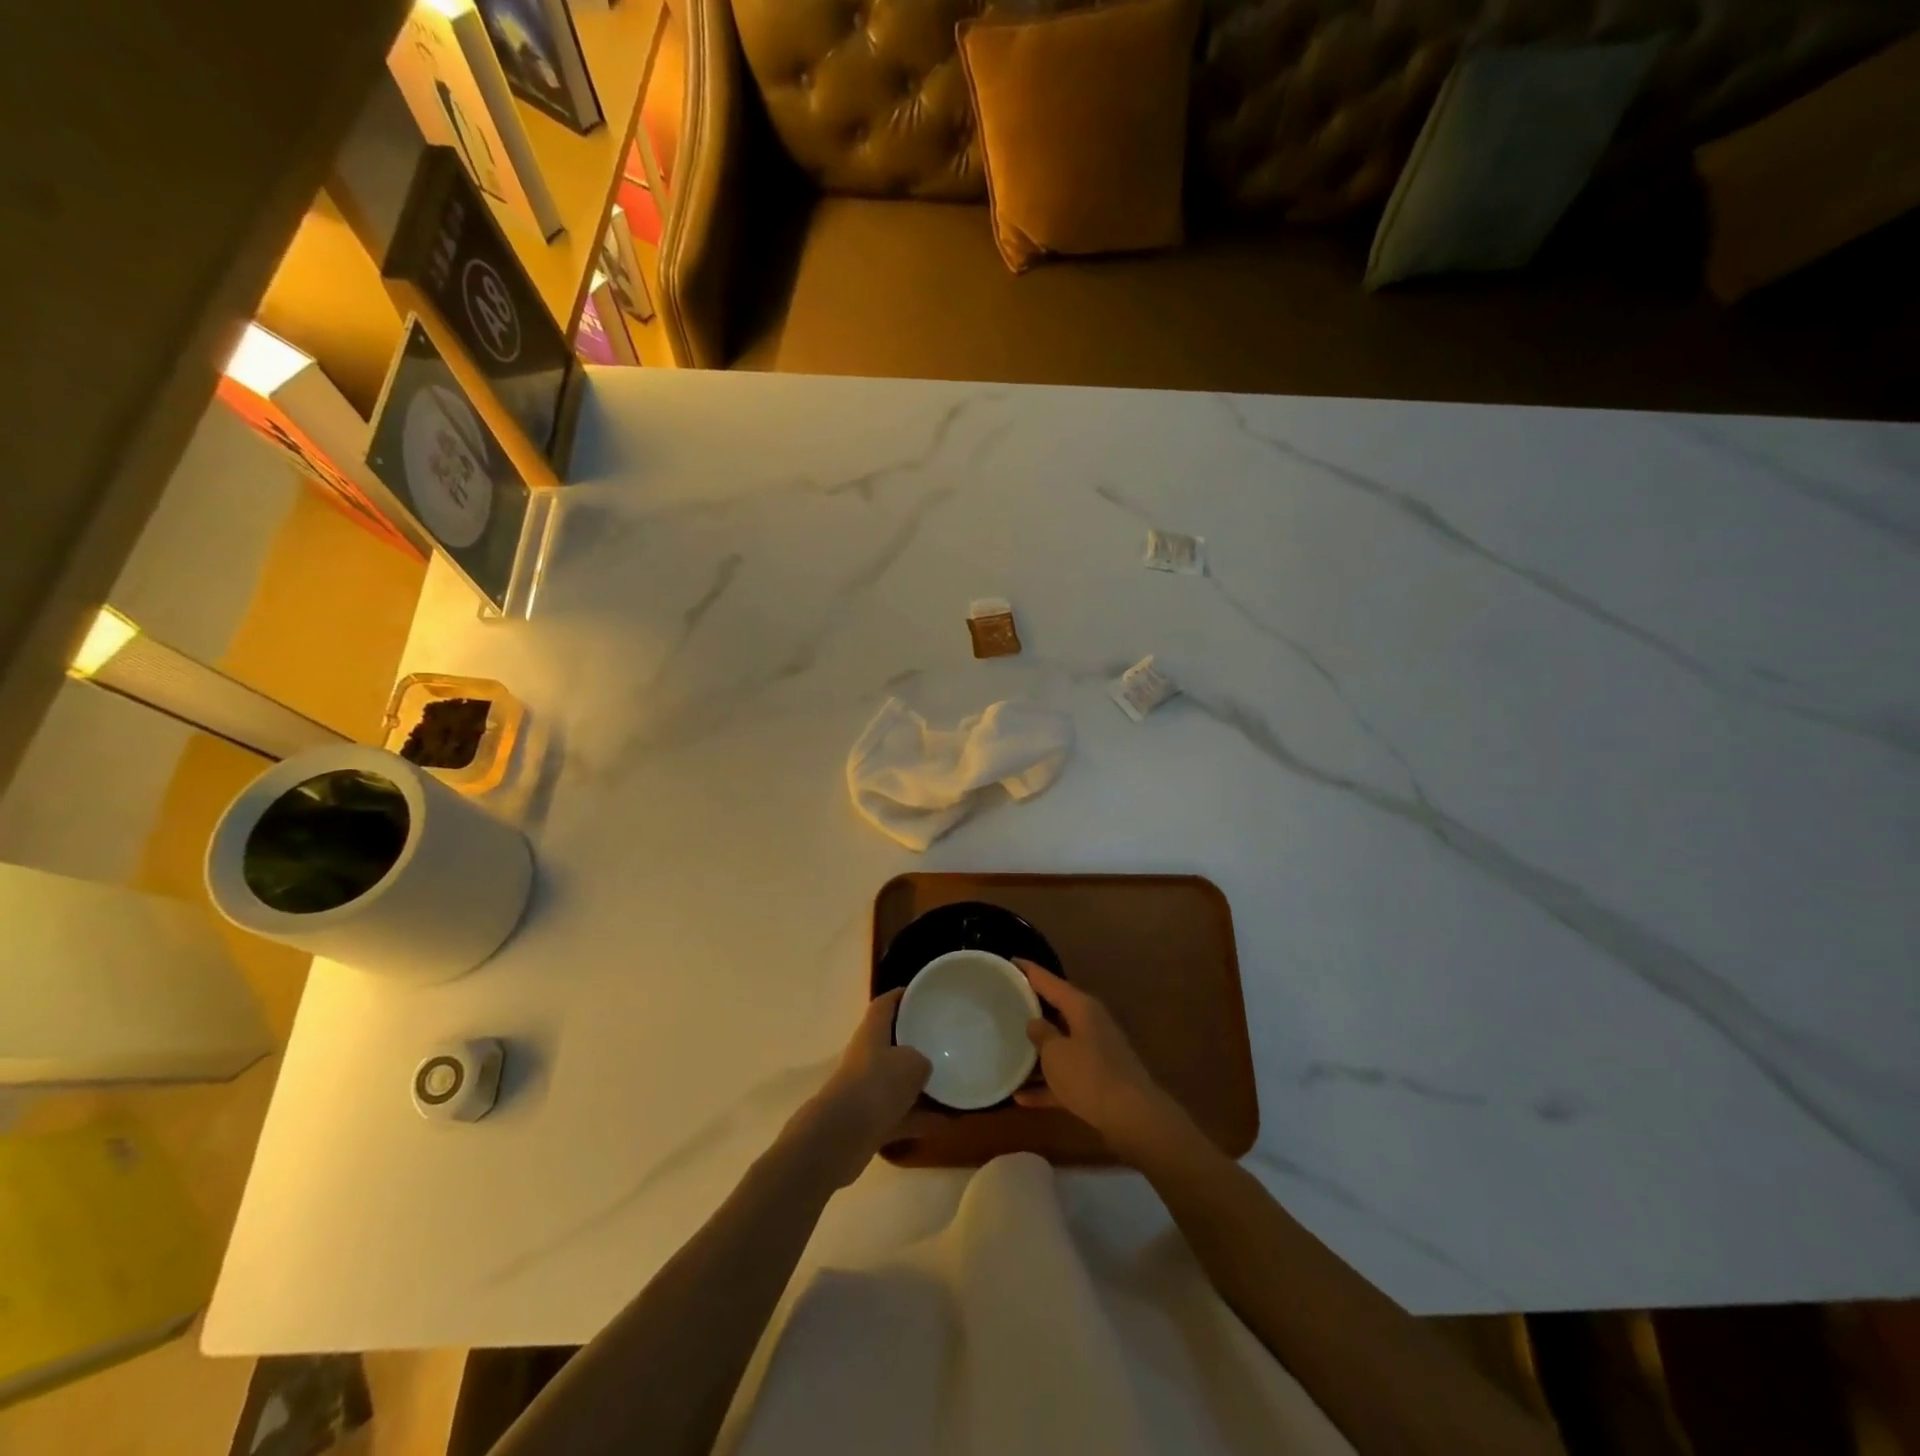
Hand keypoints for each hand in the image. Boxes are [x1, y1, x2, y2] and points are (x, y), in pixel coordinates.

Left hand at [796, 989, 930, 1187]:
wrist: (842, 1136)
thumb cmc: (878, 1085)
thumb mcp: (913, 1063)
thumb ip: (922, 1059)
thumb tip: (923, 1068)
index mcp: (872, 1033)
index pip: (884, 1005)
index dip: (901, 996)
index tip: (921, 993)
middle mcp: (866, 1057)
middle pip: (891, 1043)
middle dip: (914, 1042)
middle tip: (942, 1040)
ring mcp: (866, 1090)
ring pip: (897, 1082)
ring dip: (920, 1085)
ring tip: (951, 1084)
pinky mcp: (869, 1121)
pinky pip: (901, 1114)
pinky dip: (921, 1118)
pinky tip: (948, 1123)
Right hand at [1015, 961, 1186, 1156]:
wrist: (1132, 1117)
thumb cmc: (1089, 1075)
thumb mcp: (1055, 1052)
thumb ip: (1041, 1034)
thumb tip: (1034, 1023)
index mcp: (1081, 1007)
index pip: (1050, 981)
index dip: (1029, 971)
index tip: (1011, 960)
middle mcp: (1090, 1024)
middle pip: (1056, 1011)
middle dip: (1032, 1010)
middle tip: (1004, 1003)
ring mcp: (1095, 1053)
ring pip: (1060, 1046)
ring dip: (1037, 1052)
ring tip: (1007, 1050)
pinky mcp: (1097, 1081)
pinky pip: (1065, 1077)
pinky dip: (1046, 1085)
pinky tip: (1020, 1097)